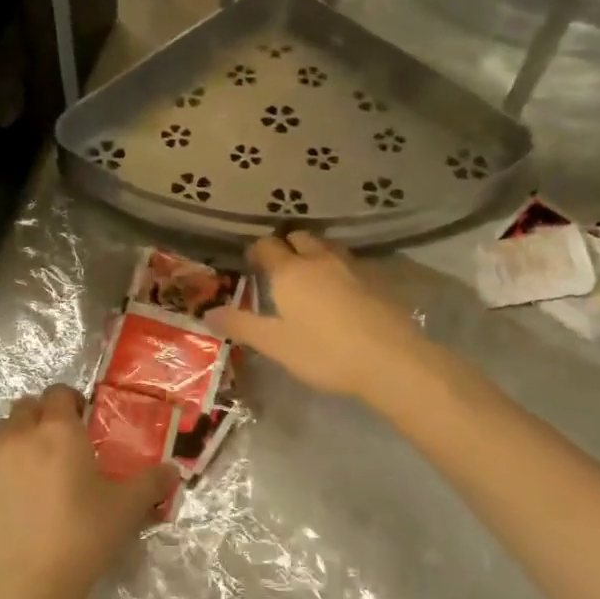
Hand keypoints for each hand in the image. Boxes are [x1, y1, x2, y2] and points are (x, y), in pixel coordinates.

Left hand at [0, 386, 174, 598]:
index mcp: (58, 430)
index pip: (59, 392)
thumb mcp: (127, 508)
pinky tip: (16, 498)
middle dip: (41, 414)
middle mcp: (20, 435)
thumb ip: (151, 483)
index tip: (84, 419)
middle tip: (60, 440)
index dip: (71, 400)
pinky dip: (1, 472)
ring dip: (17, 437)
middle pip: (25, 406)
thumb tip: (173, 470)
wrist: (26, 583)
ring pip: (1, 432)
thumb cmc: (82, 535)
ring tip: (35, 464)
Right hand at [206, 232, 424, 399]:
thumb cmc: (324, 352)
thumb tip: (208, 313)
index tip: (251, 264)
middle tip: (280, 268)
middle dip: (287, 246)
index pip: (267, 246)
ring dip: (315, 253)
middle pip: (300, 238)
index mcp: (290, 271)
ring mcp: (352, 267)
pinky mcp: (378, 281)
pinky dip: (339, 269)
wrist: (391, 360)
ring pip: (328, 247)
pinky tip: (341, 292)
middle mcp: (319, 259)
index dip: (256, 251)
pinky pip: (351, 264)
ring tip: (310, 275)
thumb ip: (241, 325)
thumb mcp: (275, 344)